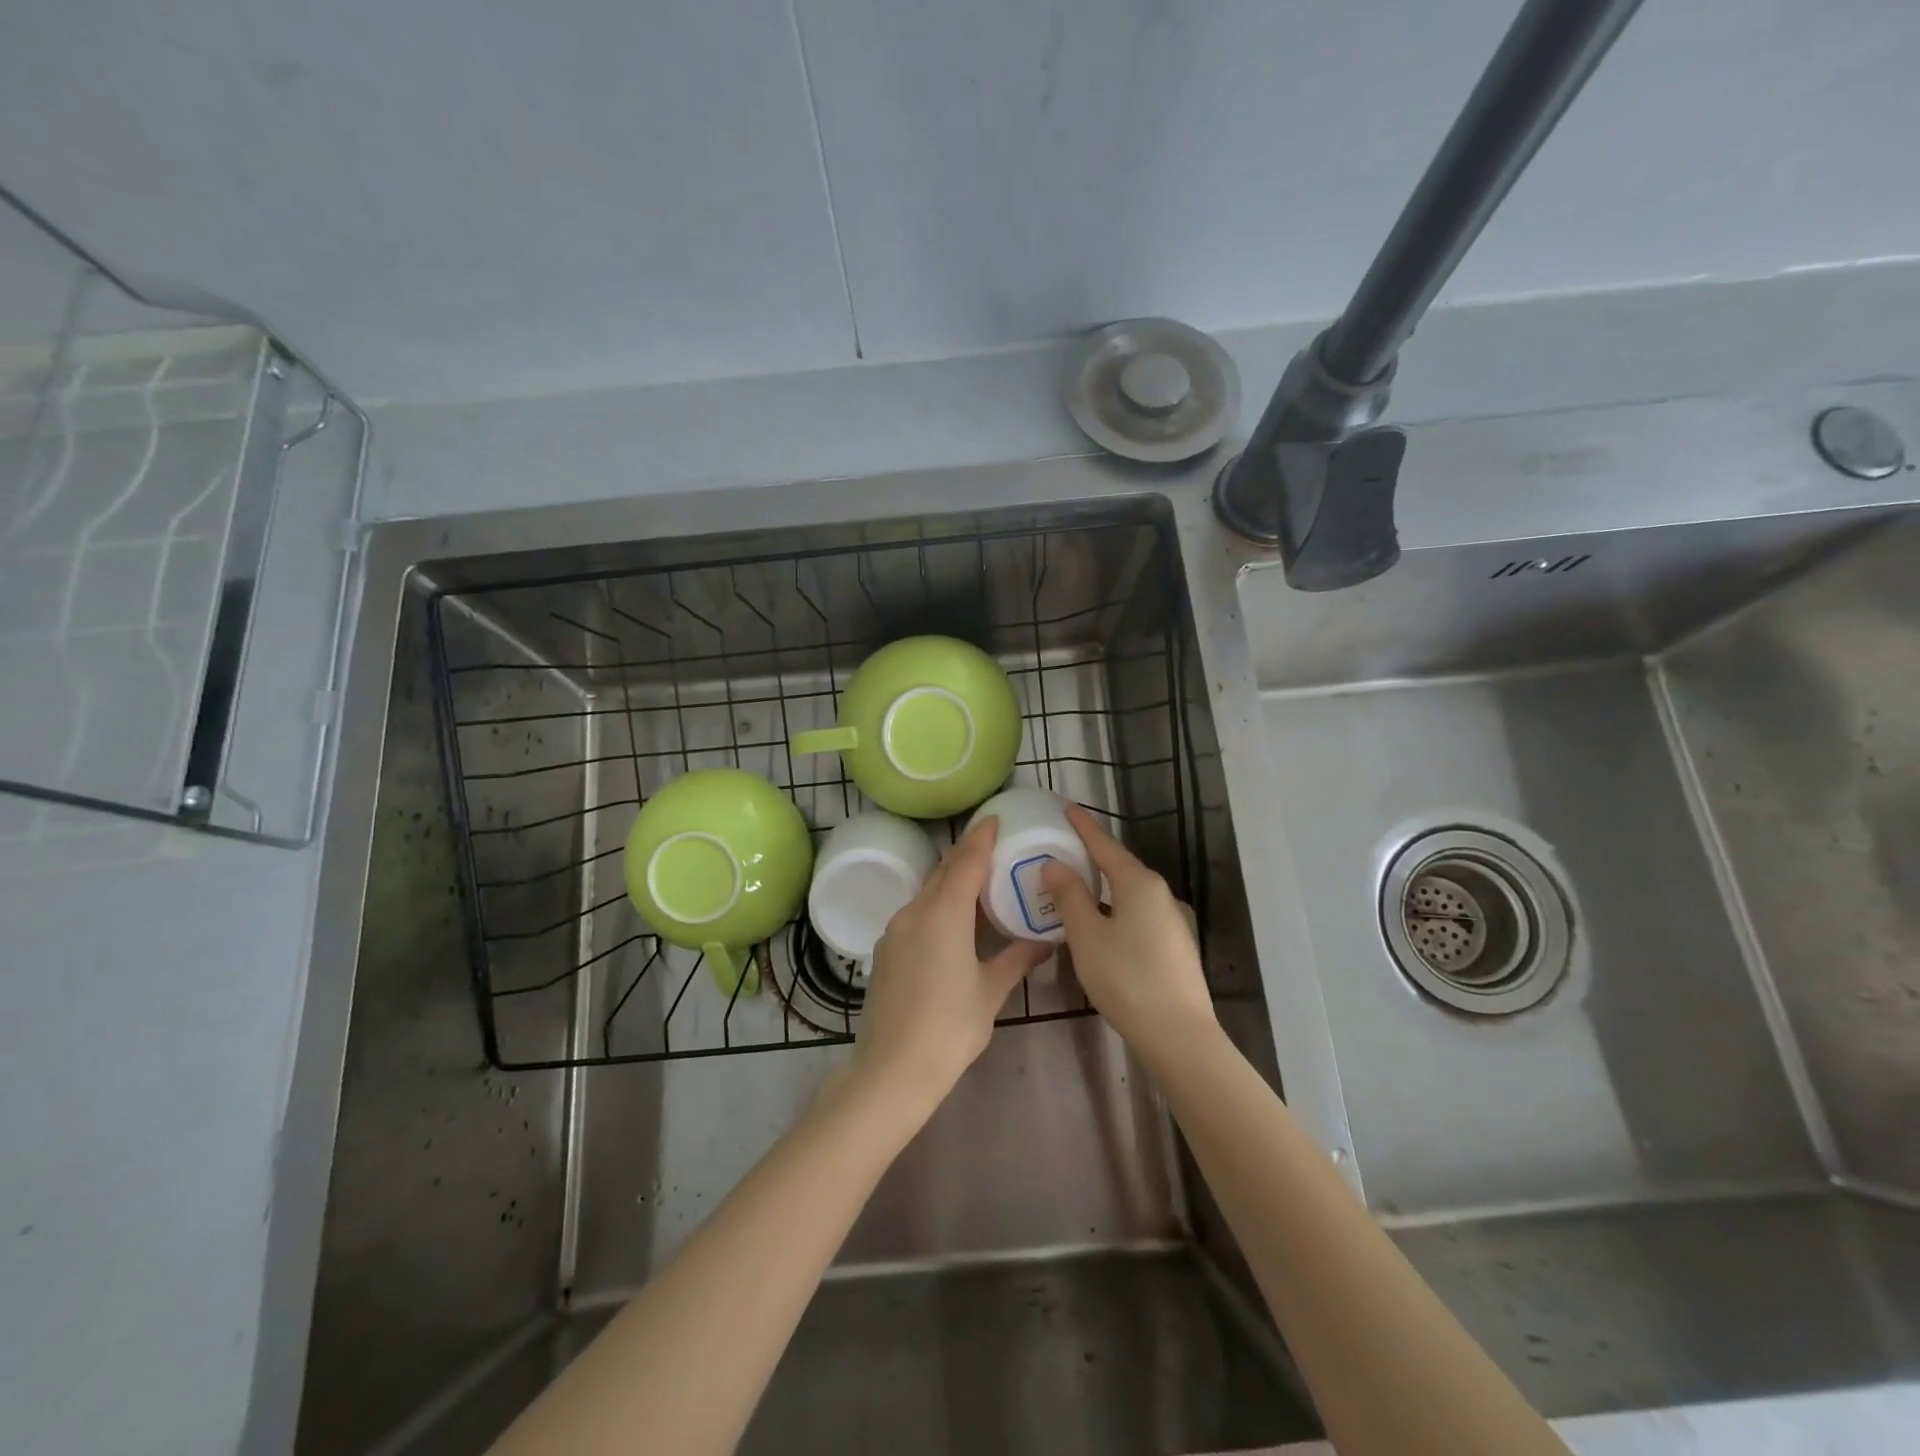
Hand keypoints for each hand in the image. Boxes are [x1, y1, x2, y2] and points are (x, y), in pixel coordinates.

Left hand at [852, 818, 1050, 1109]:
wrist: (892, 1069)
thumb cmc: (950, 1027)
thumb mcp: (991, 991)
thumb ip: (1017, 959)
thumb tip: (1045, 942)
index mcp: (944, 914)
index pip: (965, 862)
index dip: (980, 838)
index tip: (994, 819)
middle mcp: (915, 912)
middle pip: (943, 872)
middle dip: (966, 855)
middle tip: (992, 846)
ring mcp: (895, 930)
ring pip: (926, 892)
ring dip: (950, 880)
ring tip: (977, 881)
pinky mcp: (885, 950)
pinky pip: (915, 913)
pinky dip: (936, 905)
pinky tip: (951, 921)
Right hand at [1041, 805, 1214, 1066]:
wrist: (1178, 1034)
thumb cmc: (1126, 977)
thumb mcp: (1087, 935)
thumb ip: (1070, 896)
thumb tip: (1055, 865)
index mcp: (1139, 883)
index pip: (1105, 845)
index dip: (1084, 826)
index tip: (1067, 807)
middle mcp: (1161, 894)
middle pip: (1120, 867)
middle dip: (1093, 857)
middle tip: (1064, 850)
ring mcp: (1173, 921)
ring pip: (1130, 894)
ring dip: (1104, 888)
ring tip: (1077, 889)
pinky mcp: (1175, 946)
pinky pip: (1139, 915)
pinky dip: (1116, 910)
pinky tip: (1103, 926)